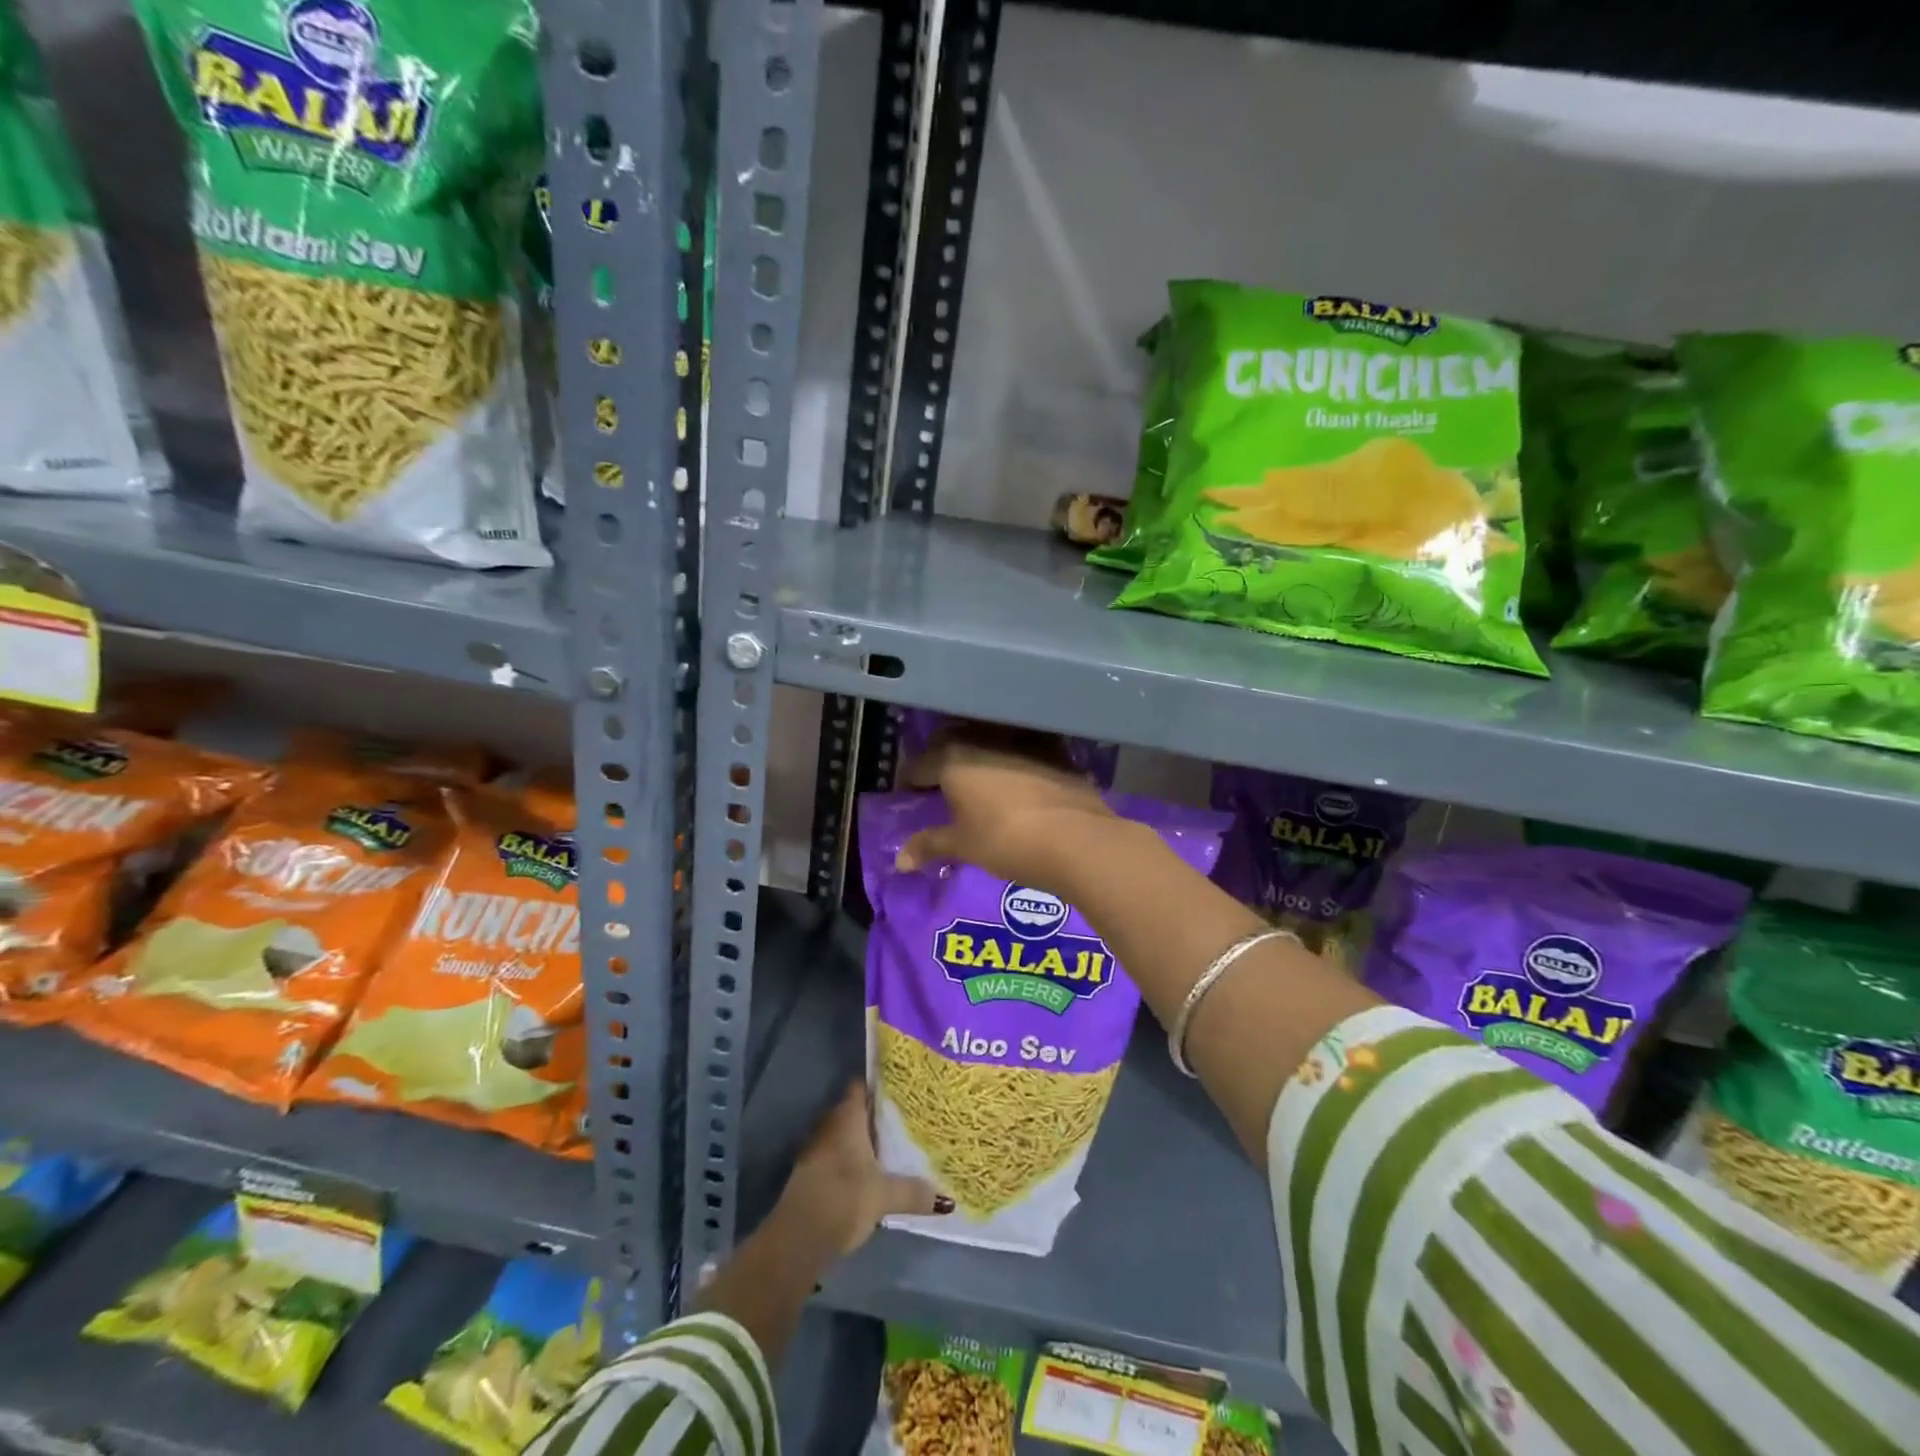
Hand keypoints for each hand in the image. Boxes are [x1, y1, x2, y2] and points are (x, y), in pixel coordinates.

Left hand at [778, 1083, 949, 1254]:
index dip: (879, 1083)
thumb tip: (946, 1199)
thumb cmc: (844, 1199)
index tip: (902, 1085)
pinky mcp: (812, 1173)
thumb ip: (914, 1192)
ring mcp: (818, 1149)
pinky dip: (853, 1160)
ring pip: (846, 1135)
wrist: (798, 1238)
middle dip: (876, 1114)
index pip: (862, 1086)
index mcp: (847, 1117)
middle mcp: (830, 1125)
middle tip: (906, 1116)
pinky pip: (838, 1156)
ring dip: (864, 1140)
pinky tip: (872, 1172)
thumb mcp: (885, 1196)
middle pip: (855, 1110)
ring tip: (894, 1143)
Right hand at [900, 726, 1116, 891]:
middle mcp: (983, 739)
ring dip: (979, 754)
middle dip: (942, 758)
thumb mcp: (963, 846)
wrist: (1074, 838)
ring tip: (978, 778)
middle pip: (952, 742)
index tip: (909, 792)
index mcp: (953, 759)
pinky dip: (1013, 758)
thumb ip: (929, 845)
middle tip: (940, 782)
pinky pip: (1023, 748)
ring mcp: (1021, 740)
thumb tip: (899, 861)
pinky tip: (1017, 777)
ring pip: (989, 740)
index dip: (911, 780)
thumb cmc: (1005, 840)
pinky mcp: (1053, 749)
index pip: (920, 764)